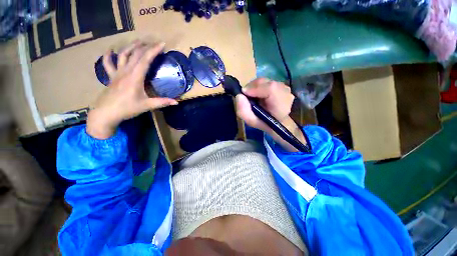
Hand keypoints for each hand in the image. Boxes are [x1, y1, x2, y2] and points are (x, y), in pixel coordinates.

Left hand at [87, 41, 177, 138]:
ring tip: (138, 41)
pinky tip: (111, 50)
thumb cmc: (127, 109)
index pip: (145, 60)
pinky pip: (108, 63)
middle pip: (135, 54)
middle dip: (146, 47)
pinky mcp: (111, 77)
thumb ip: (162, 102)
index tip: (162, 44)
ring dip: (131, 47)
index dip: (154, 50)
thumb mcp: (147, 106)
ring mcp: (117, 73)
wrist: (106, 113)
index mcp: (135, 77)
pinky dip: (108, 55)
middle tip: (154, 42)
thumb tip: (176, 102)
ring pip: (122, 55)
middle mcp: (125, 71)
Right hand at [235, 78, 305, 151]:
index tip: (244, 93)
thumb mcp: (251, 121)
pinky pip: (268, 81)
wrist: (277, 122)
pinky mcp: (283, 85)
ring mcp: (286, 88)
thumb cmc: (264, 123)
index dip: (254, 89)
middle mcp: (286, 94)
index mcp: (280, 106)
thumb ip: (243, 111)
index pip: (270, 89)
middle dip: (252, 87)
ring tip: (254, 96)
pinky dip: (260, 86)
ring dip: (256, 87)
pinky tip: (260, 95)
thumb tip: (239, 96)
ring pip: (266, 81)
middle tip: (247, 96)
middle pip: (266, 82)